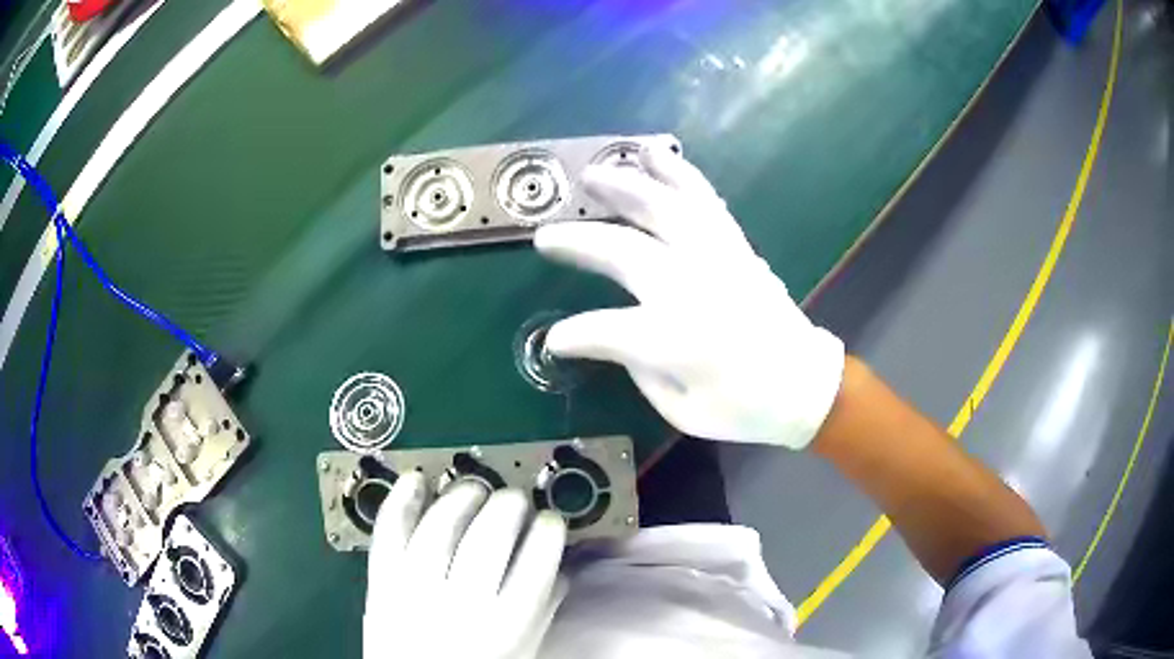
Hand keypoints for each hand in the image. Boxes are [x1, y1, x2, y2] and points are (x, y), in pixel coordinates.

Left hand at [364, 473, 567, 658]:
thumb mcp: (524, 649)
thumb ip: (544, 607)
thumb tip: (560, 562)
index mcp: (507, 624)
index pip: (538, 559)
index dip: (549, 528)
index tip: (550, 520)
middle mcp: (461, 604)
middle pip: (489, 534)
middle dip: (509, 504)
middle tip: (514, 500)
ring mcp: (414, 591)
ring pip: (440, 525)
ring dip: (462, 496)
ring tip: (475, 490)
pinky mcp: (380, 584)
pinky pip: (388, 534)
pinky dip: (400, 500)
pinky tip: (417, 478)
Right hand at [534, 146, 843, 449]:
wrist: (805, 386)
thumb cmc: (743, 408)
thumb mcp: (682, 410)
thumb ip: (641, 367)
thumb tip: (614, 336)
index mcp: (679, 342)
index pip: (607, 331)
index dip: (575, 335)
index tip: (556, 340)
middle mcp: (696, 290)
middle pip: (626, 252)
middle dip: (580, 242)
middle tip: (545, 236)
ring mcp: (719, 260)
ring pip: (667, 208)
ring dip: (625, 187)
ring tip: (593, 172)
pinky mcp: (737, 247)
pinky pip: (705, 201)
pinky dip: (679, 175)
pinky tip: (656, 156)